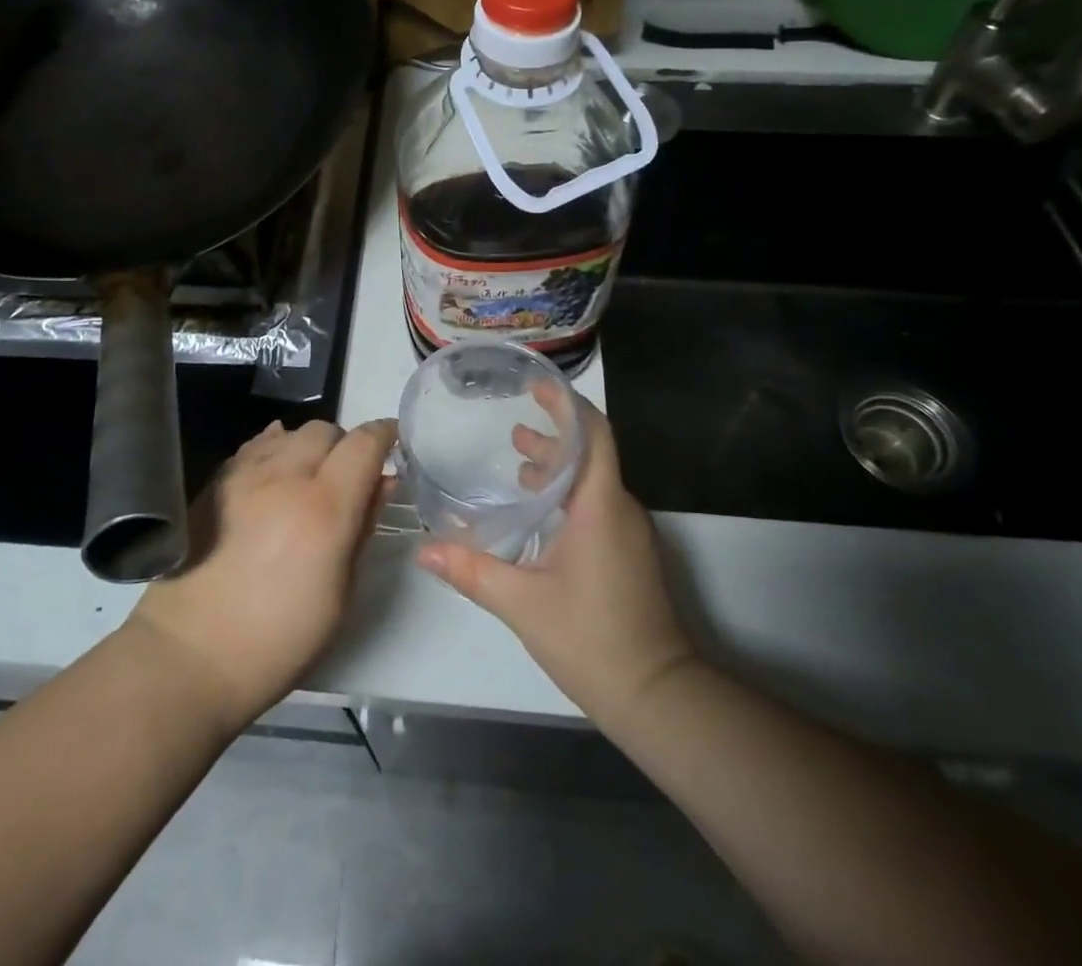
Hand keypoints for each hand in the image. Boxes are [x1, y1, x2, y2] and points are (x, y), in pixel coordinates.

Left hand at [126, 417, 395, 731]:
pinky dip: (274, 449)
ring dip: (308, 447)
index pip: (364, 443)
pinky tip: (274, 473)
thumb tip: (381, 484)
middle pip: (326, 430)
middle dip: (344, 445)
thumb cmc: (278, 639)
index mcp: (324, 506)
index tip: (393, 442)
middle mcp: (285, 476)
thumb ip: (362, 528)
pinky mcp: (215, 482)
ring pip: (289, 432)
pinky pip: (255, 446)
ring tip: (307, 478)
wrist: (189, 654)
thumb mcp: (340, 594)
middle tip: (346, 476)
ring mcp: (244, 475)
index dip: (384, 435)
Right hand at [417, 398, 695, 723]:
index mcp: (600, 505)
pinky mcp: (628, 554)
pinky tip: (536, 512)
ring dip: (558, 467)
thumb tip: (424, 550)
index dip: (566, 405)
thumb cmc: (591, 639)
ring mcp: (629, 532)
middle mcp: (619, 509)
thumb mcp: (522, 603)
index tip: (536, 386)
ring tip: (518, 459)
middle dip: (553, 434)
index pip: (593, 434)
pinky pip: (597, 505)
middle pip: (591, 453)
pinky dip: (567, 495)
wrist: (657, 696)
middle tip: (512, 427)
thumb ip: (472, 570)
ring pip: (593, 481)